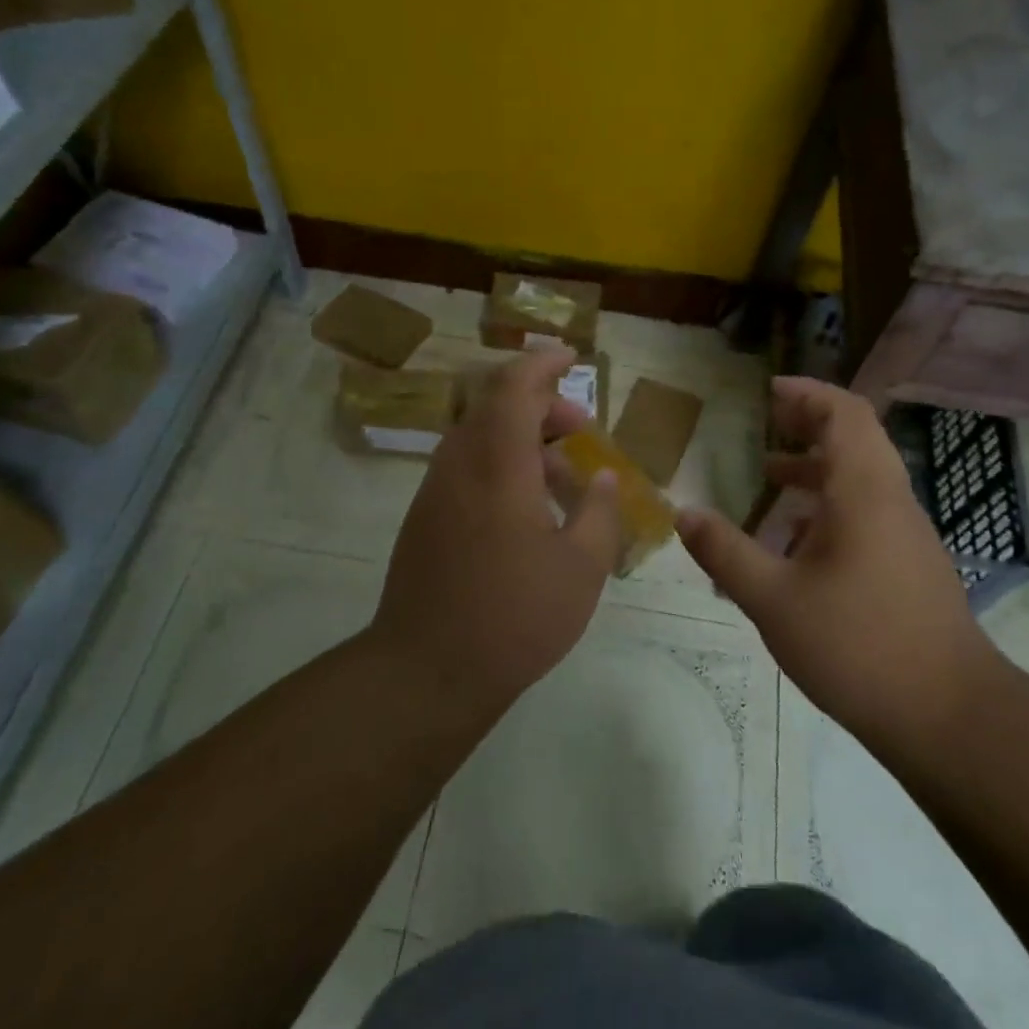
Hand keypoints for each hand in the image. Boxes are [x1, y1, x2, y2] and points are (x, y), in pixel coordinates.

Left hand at [370, 348, 621, 711]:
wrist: (425, 671)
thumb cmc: (514, 615)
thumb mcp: (580, 567)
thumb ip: (598, 512)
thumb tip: (603, 479)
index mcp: (497, 464)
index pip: (514, 387)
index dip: (542, 364)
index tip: (570, 357)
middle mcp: (459, 465)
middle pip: (496, 407)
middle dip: (542, 406)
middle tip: (582, 431)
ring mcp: (435, 492)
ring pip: (480, 438)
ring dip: (522, 439)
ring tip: (564, 475)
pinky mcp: (425, 518)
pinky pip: (466, 468)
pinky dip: (501, 465)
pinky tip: (528, 509)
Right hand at [675, 377, 999, 740]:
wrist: (950, 717)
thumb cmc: (858, 645)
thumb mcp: (774, 599)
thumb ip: (725, 552)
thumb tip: (682, 512)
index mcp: (864, 493)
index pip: (844, 414)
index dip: (808, 393)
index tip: (769, 390)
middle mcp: (891, 502)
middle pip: (855, 439)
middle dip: (809, 424)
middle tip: (766, 422)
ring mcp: (906, 535)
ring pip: (861, 479)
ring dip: (817, 467)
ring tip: (769, 478)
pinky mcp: (910, 566)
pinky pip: (867, 513)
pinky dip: (829, 507)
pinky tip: (795, 543)